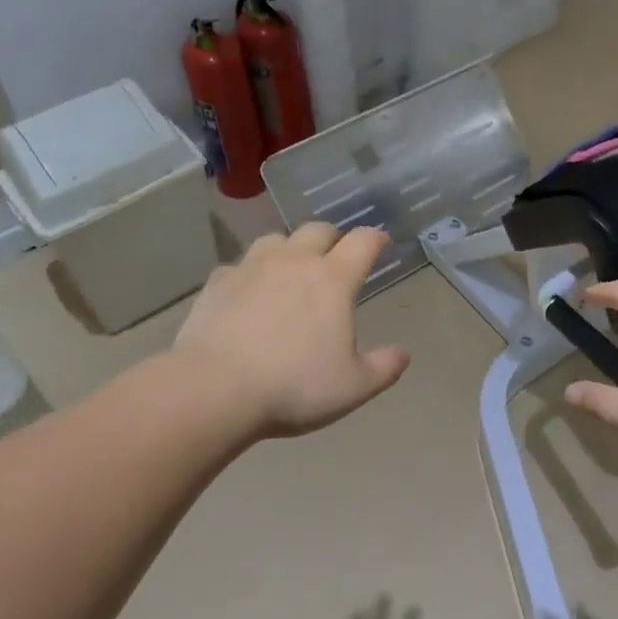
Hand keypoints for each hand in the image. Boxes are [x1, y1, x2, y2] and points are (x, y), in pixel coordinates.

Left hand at [172, 224, 410, 439]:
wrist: (215, 389)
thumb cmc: (294, 386)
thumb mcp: (354, 386)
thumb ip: (384, 367)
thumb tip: (402, 353)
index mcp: (333, 279)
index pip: (363, 241)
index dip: (376, 239)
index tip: (381, 244)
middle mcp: (294, 261)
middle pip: (319, 229)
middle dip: (334, 238)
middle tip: (337, 257)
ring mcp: (252, 267)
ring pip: (276, 239)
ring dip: (291, 248)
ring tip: (291, 269)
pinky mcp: (217, 283)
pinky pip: (239, 265)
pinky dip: (251, 273)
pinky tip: (248, 293)